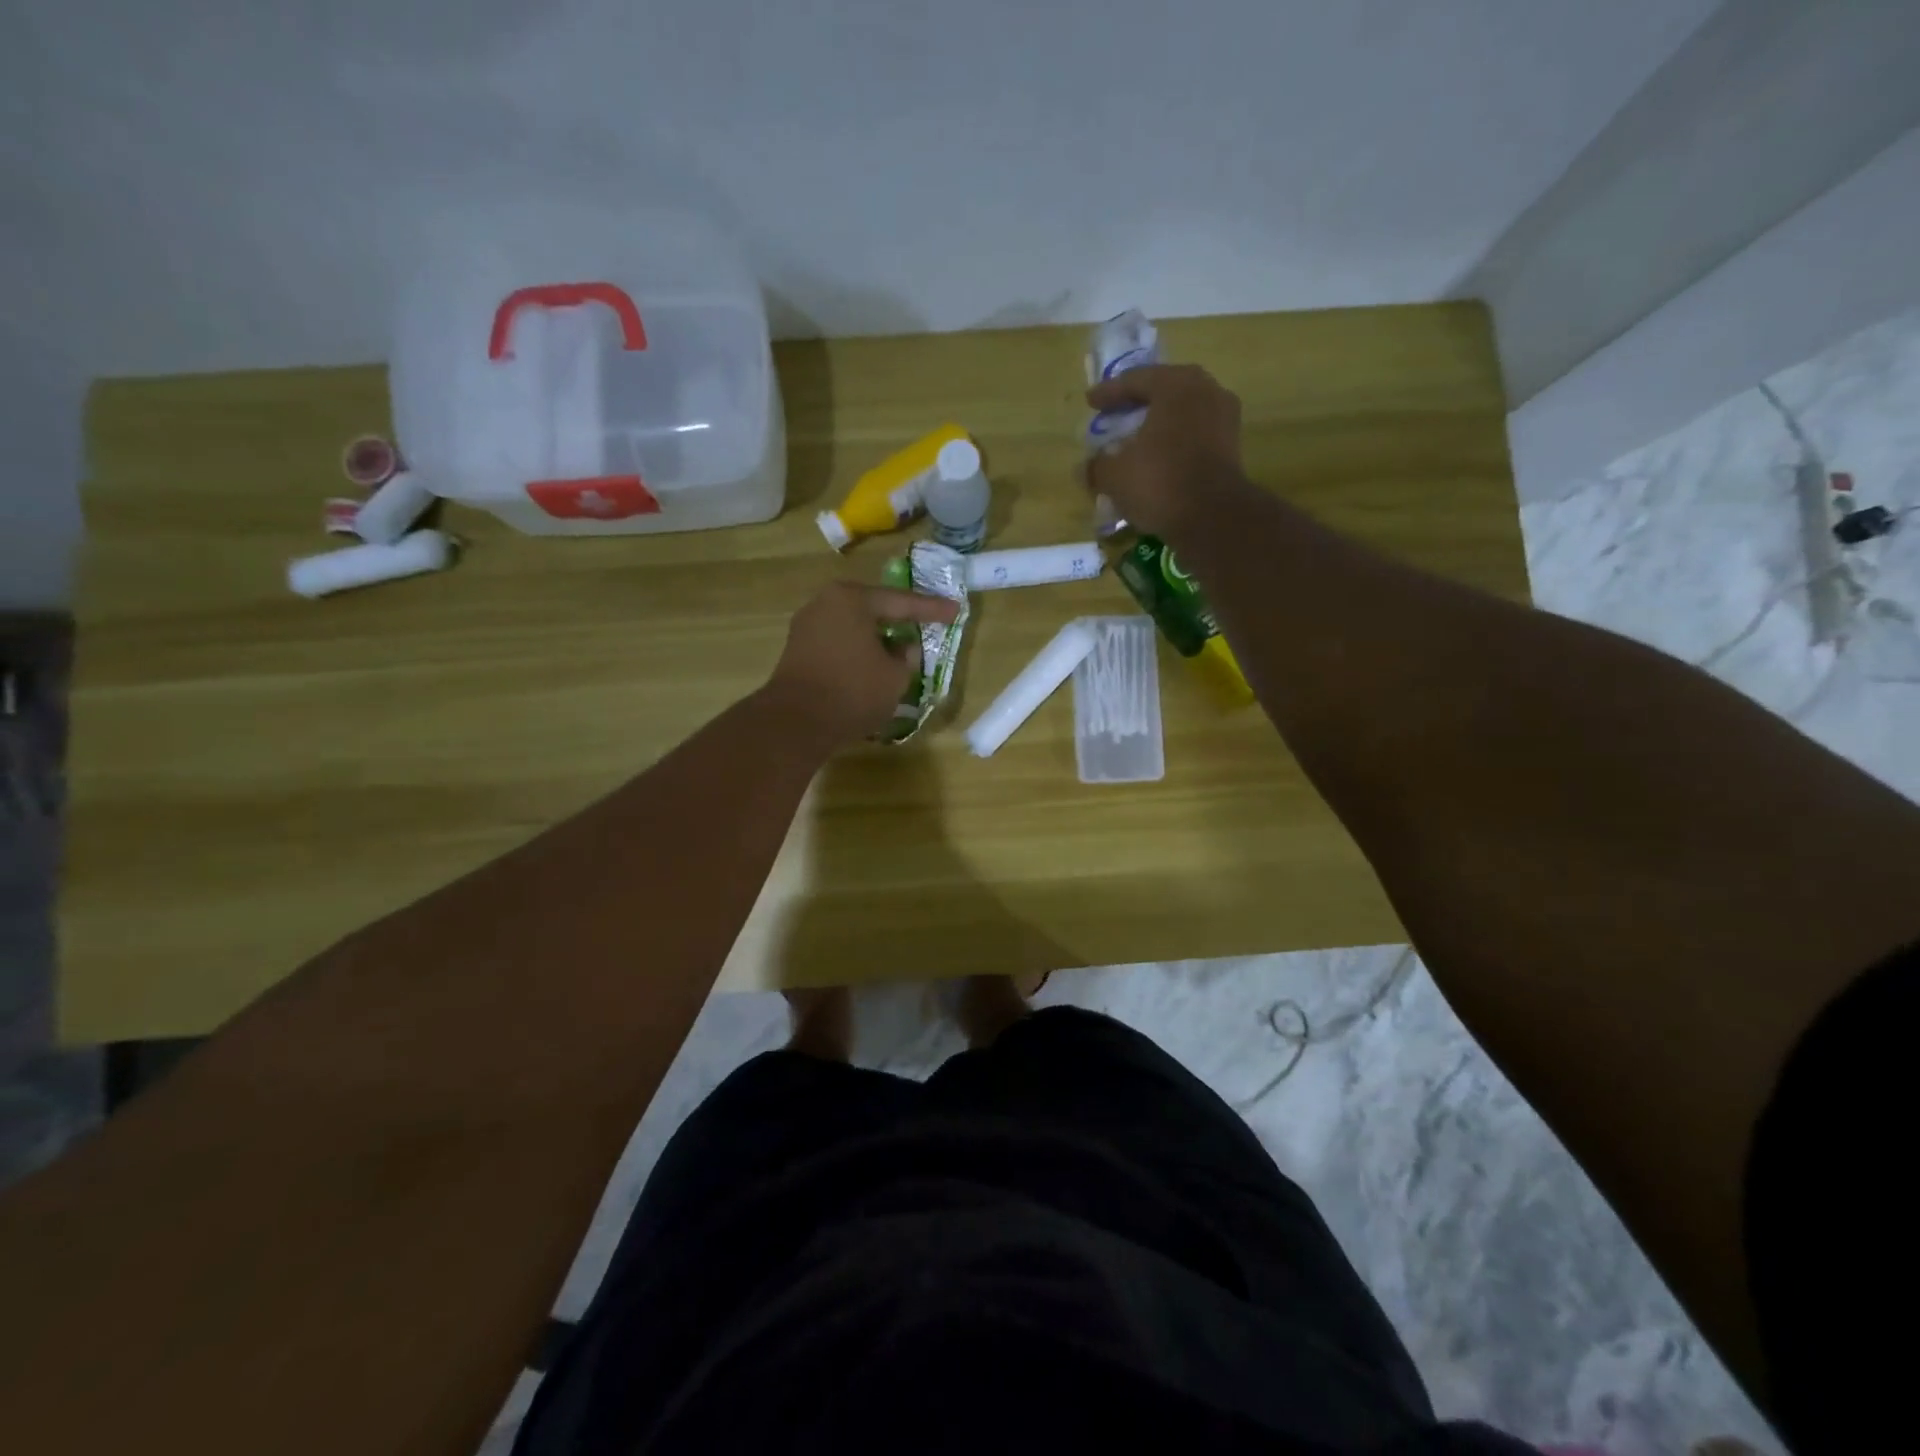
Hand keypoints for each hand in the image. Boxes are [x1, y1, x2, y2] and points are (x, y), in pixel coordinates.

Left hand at [761, 582, 958, 749]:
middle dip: (898, 619)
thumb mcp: (895, 676)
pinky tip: (871, 663)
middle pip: (872, 609)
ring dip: (876, 638)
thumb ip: (905, 657)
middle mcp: (824, 603)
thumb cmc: (853, 691)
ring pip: (853, 627)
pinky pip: (838, 643)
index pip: (900, 602)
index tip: (954, 611)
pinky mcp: (797, 650)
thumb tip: (902, 648)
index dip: (930, 609)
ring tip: (899, 648)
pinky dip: (857, 651)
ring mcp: (806, 626)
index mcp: (851, 599)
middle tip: (925, 622)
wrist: (796, 722)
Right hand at [1085, 364, 1245, 537]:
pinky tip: (1157, 458)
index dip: (1109, 392)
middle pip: (1163, 391)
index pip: (1136, 380)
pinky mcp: (1232, 447)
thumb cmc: (1159, 483)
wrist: (1212, 518)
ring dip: (1157, 424)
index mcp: (1176, 385)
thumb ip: (1096, 465)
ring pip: (1182, 413)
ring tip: (1135, 438)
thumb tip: (1084, 468)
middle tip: (1115, 412)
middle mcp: (1206, 391)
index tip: (1090, 401)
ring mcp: (1224, 418)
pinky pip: (1195, 435)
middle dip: (1137, 403)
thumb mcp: (1114, 475)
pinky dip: (1174, 442)